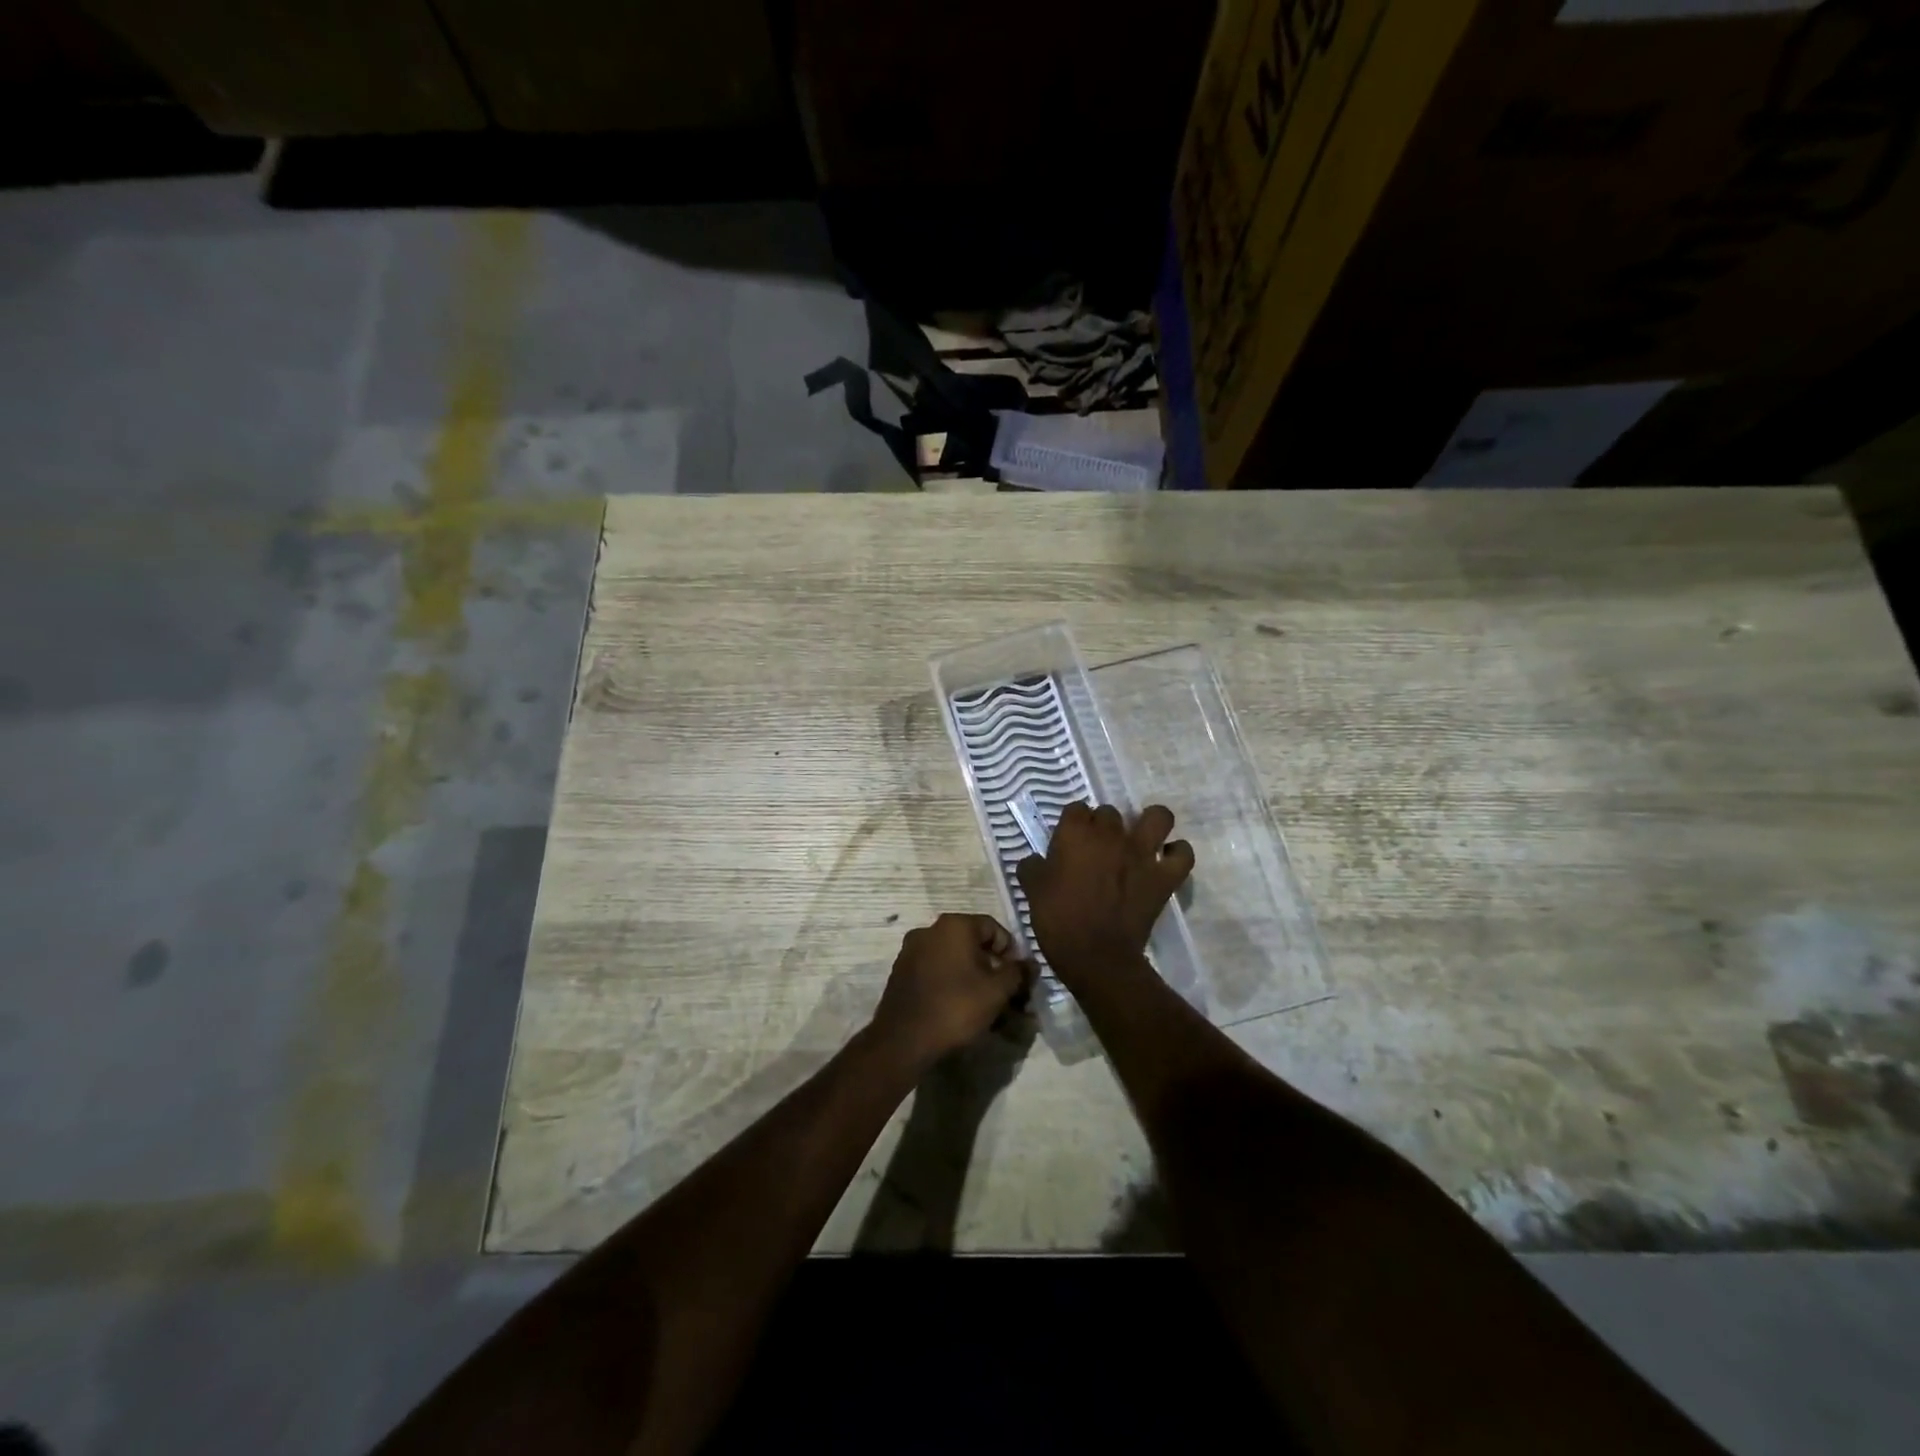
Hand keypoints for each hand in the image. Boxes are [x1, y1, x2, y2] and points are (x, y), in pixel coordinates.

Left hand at [870, 914, 1029, 1069]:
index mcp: (954, 925)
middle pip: (973, 944)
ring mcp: (912, 951)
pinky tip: (961, 1010)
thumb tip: (1031, 963)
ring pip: (954, 960)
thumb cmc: (956, 1007)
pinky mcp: (901, 973)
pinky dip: (952, 985)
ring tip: (986, 1008)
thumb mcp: (998, 991)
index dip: (1011, 953)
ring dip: (974, 979)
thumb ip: (1018, 972)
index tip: (1018, 979)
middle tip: (1006, 997)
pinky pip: (936, 972)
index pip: (994, 928)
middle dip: (993, 969)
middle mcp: (930, 930)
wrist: (904, 1040)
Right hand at [1015, 803, 1193, 984]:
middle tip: (1096, 849)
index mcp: (1076, 833)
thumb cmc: (1058, 920)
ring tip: (1141, 838)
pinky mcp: (1164, 877)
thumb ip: (1032, 867)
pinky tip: (1166, 861)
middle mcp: (1111, 834)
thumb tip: (1034, 860)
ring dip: (1151, 823)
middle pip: (1110, 812)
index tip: (1067, 843)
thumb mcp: (1032, 891)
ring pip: (1158, 817)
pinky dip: (1177, 854)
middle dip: (1103, 825)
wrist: (1096, 957)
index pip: (1075, 809)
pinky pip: (1183, 854)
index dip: (1072, 824)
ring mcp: (1142, 853)